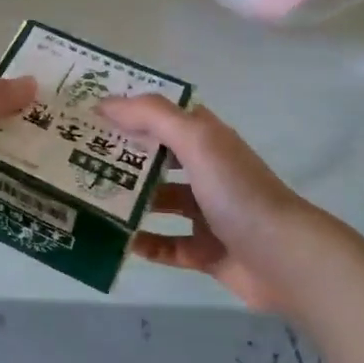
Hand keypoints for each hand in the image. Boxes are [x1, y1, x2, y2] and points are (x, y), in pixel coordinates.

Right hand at [99, 96, 326, 310]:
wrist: (286, 259)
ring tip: (91, 200)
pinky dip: (146, 243)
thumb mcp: (196, 140)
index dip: (128, 111)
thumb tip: (104, 102)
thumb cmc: (237, 192)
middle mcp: (206, 171)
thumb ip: (152, 116)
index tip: (88, 113)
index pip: (161, 116)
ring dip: (130, 201)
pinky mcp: (206, 251)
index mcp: (206, 139)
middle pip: (157, 158)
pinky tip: (119, 242)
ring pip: (159, 202)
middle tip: (77, 159)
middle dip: (122, 157)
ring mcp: (207, 213)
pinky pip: (167, 245)